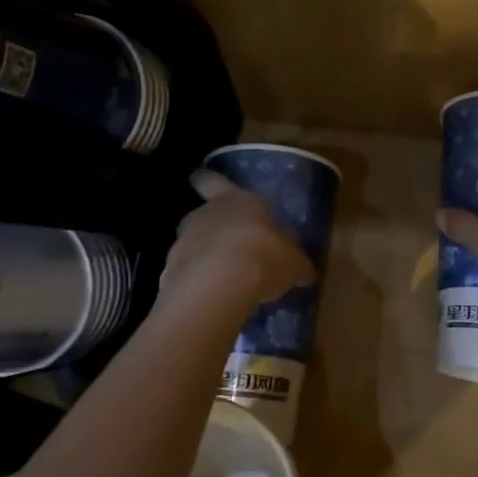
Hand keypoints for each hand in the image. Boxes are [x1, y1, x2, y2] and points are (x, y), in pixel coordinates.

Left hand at [159, 170, 316, 309]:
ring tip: (224, 279)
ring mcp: (183, 242)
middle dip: (212, 228)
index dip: (206, 180)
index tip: (198, 178)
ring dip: (204, 258)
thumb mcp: (292, 261)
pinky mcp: (170, 272)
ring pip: (192, 245)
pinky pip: (185, 274)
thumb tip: (306, 272)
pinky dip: (196, 283)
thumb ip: (295, 263)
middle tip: (229, 246)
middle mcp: (205, 215)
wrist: (219, 284)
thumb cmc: (263, 255)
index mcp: (235, 200)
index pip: (213, 181)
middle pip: (203, 215)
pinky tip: (212, 298)